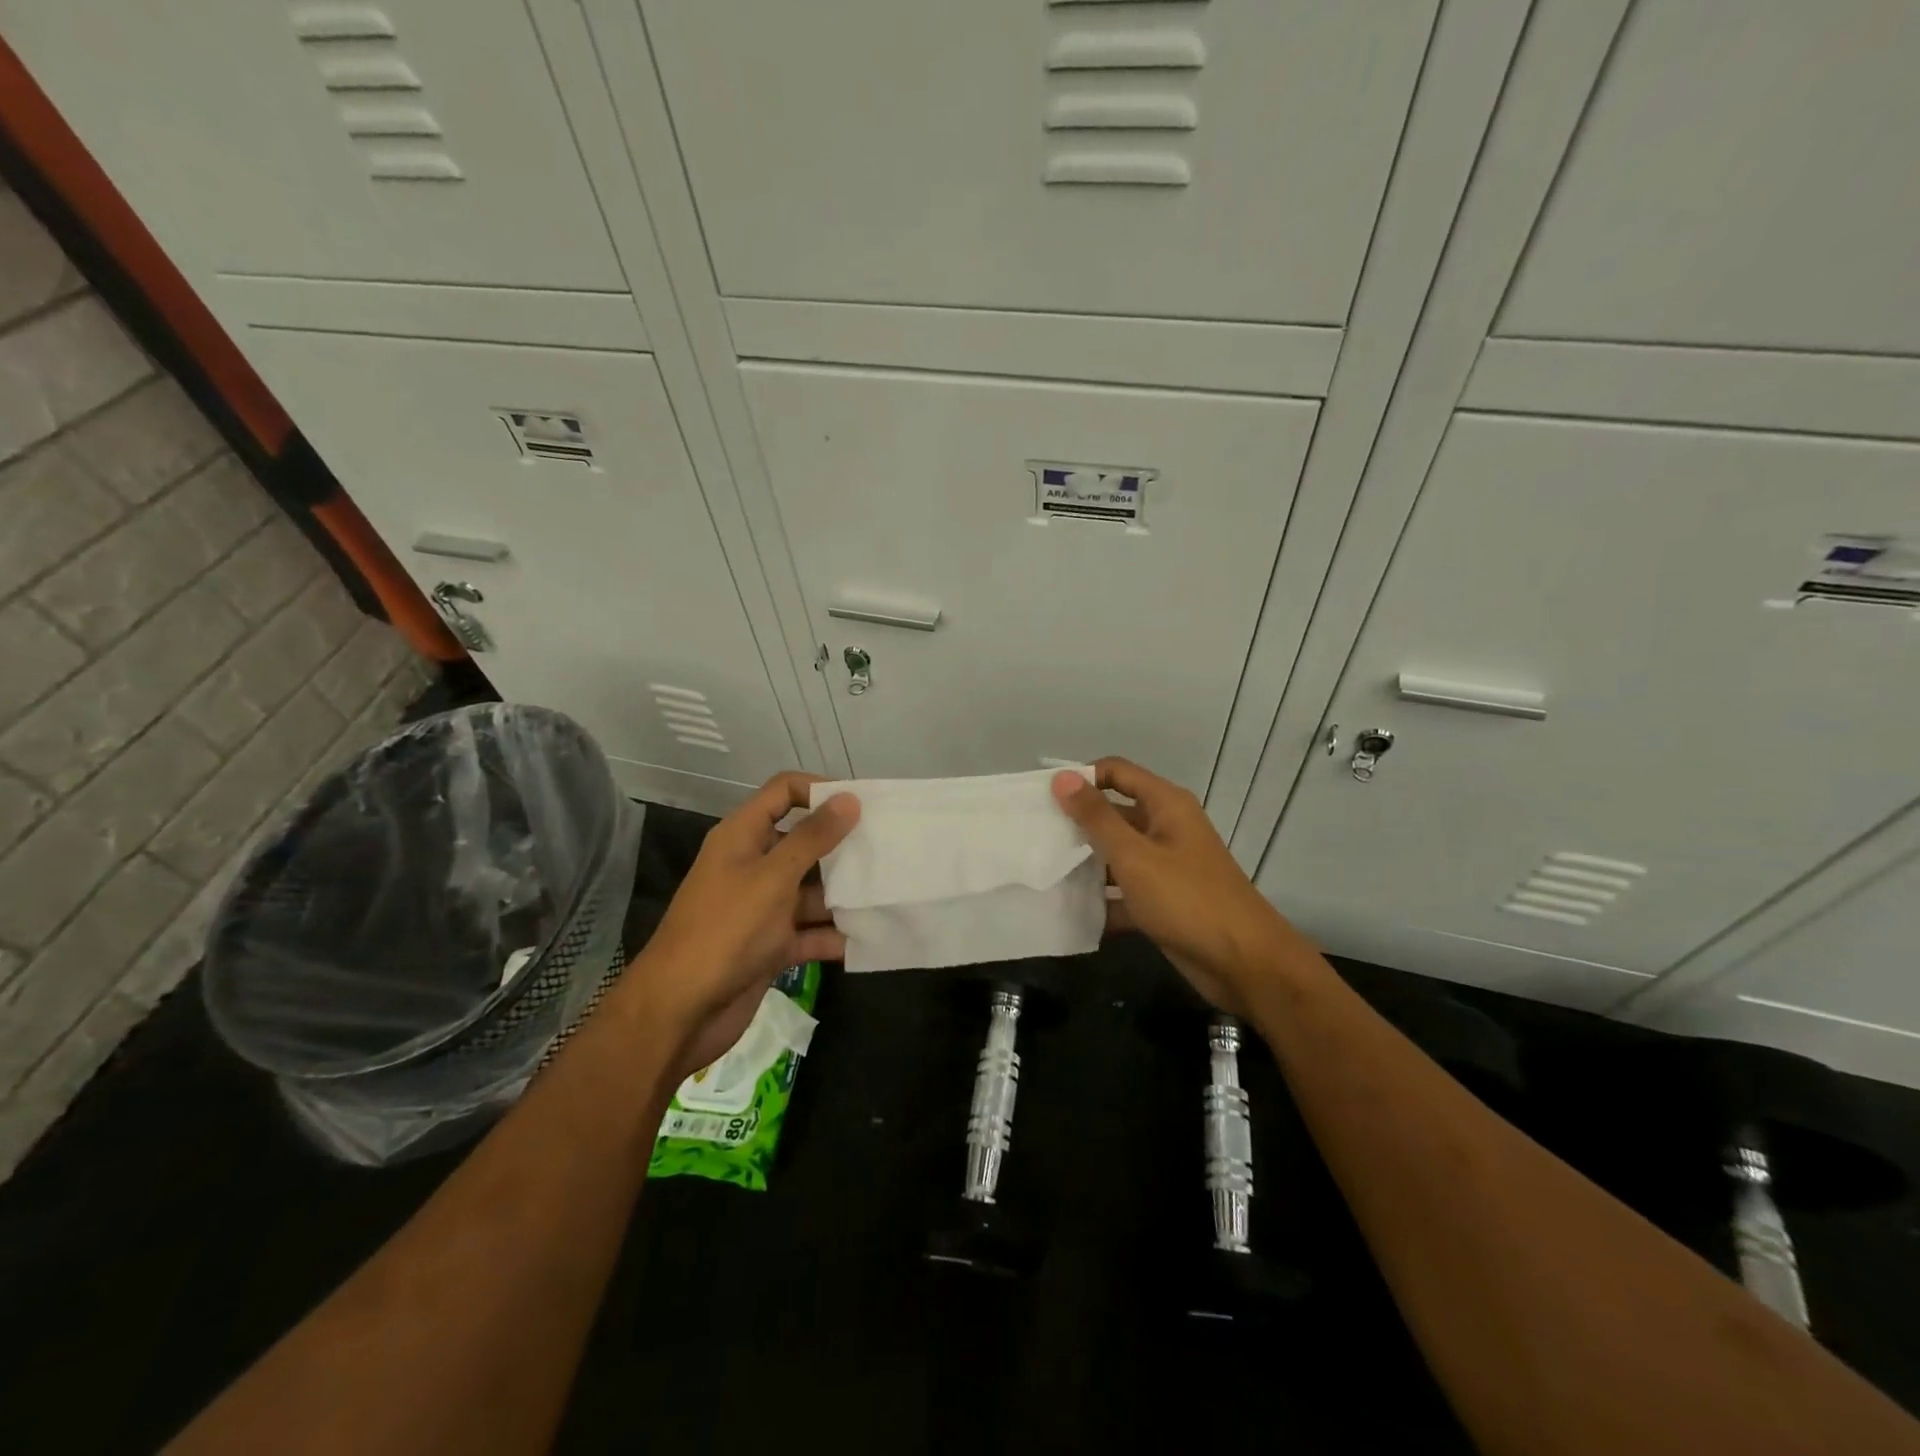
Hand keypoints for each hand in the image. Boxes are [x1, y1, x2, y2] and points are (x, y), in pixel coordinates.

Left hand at [629, 772, 859, 1077]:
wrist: (680, 1011)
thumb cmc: (725, 931)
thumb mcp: (772, 878)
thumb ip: (813, 838)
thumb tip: (849, 798)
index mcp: (743, 836)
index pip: (784, 792)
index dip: (820, 790)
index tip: (861, 805)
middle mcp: (753, 865)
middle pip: (804, 841)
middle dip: (843, 846)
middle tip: (888, 848)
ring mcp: (763, 907)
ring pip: (812, 890)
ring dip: (844, 895)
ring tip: (889, 893)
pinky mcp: (772, 944)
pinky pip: (810, 931)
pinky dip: (834, 935)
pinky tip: (870, 936)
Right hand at [1052, 758, 1295, 1015]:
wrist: (1244, 964)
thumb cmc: (1187, 899)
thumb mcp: (1134, 855)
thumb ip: (1096, 817)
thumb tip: (1062, 778)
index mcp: (1165, 805)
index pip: (1115, 772)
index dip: (1080, 779)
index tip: (1043, 799)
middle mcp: (1166, 828)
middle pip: (1113, 813)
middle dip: (1077, 823)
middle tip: (1033, 837)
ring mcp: (1166, 866)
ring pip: (1116, 854)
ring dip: (1086, 863)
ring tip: (1042, 873)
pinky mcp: (1164, 900)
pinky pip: (1125, 890)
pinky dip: (1103, 899)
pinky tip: (1070, 911)